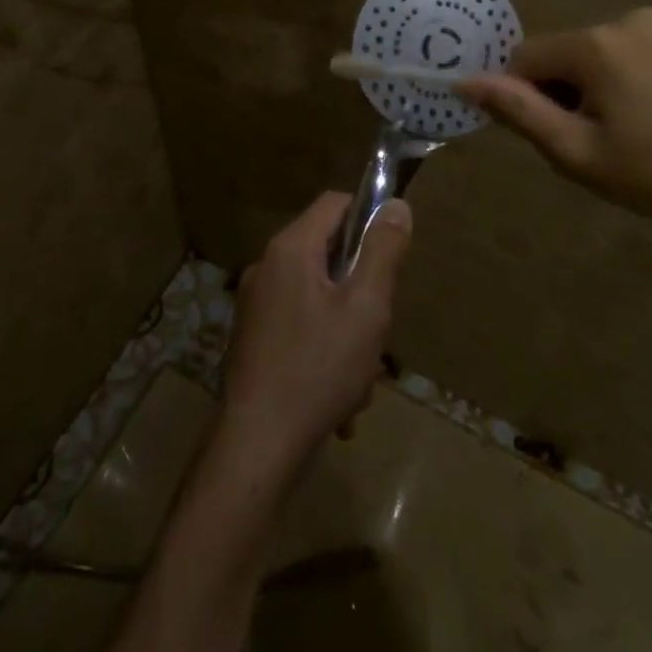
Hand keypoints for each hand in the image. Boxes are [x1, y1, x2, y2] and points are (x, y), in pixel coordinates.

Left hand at [217, 192, 411, 477]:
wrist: (257, 448)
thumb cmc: (319, 369)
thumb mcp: (366, 307)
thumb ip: (383, 251)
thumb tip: (395, 205)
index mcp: (291, 249)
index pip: (335, 203)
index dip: (368, 218)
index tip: (391, 256)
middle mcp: (267, 267)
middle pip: (329, 254)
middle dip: (362, 290)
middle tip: (376, 330)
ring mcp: (257, 305)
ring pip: (320, 298)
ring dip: (348, 331)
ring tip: (359, 378)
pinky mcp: (255, 339)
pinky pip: (302, 328)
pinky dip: (325, 352)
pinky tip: (339, 400)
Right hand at [461, 7, 651, 241]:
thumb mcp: (576, 152)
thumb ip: (517, 111)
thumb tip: (464, 82)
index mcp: (596, 44)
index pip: (525, 59)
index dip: (524, 98)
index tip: (550, 137)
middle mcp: (624, 20)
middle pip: (559, 55)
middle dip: (558, 94)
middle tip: (590, 143)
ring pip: (588, 56)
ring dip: (586, 90)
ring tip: (620, 134)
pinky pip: (619, 54)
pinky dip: (614, 81)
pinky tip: (642, 118)